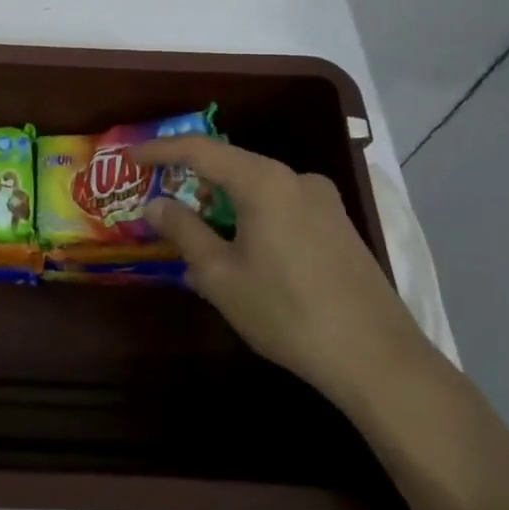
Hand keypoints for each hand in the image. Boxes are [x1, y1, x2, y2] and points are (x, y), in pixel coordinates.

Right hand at [128, 136, 428, 412]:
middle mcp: (296, 179)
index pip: (200, 150)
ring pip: (258, 191)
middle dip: (193, 183)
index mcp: (264, 181)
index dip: (160, 150)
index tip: (130, 158)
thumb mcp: (221, 276)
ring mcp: (324, 203)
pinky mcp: (339, 228)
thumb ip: (184, 231)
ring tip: (200, 242)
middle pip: (232, 168)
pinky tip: (244, 258)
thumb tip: (155, 204)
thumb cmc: (287, 312)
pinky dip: (253, 221)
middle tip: (162, 205)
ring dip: (224, 208)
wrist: (377, 358)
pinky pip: (282, 210)